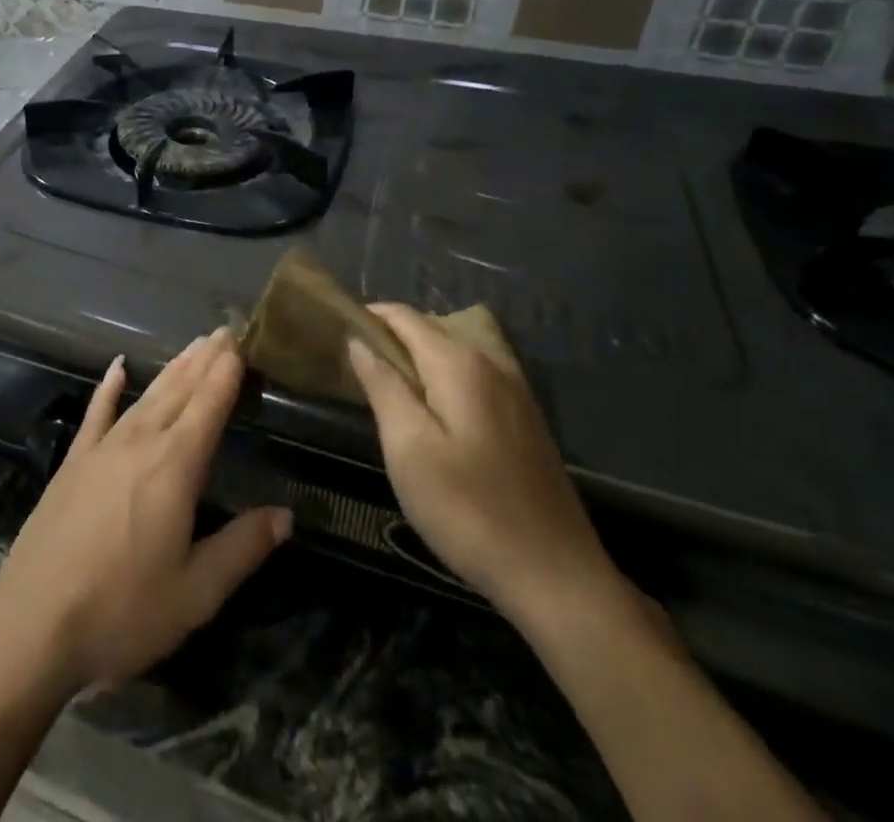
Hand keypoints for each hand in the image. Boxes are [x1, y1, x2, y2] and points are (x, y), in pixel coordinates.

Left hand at [0, 329, 290, 692]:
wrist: (34, 620)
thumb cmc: (123, 610)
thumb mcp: (196, 593)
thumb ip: (242, 548)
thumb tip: (285, 515)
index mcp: (175, 468)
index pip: (208, 407)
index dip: (226, 373)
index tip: (241, 342)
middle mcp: (141, 443)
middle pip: (179, 391)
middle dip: (204, 360)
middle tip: (223, 332)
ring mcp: (102, 448)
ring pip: (146, 396)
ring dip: (172, 369)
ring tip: (193, 345)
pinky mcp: (74, 461)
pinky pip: (97, 412)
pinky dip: (109, 388)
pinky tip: (117, 367)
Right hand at [348, 304, 619, 626]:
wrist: (556, 577)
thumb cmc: (469, 511)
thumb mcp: (408, 448)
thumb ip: (383, 386)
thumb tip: (359, 342)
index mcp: (459, 364)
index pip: (404, 317)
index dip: (368, 317)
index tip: (336, 331)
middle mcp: (492, 364)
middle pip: (430, 329)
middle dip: (390, 335)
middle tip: (354, 363)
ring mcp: (515, 391)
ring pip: (453, 351)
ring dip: (417, 356)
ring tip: (386, 385)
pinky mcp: (525, 419)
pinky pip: (474, 375)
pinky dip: (443, 375)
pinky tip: (432, 409)